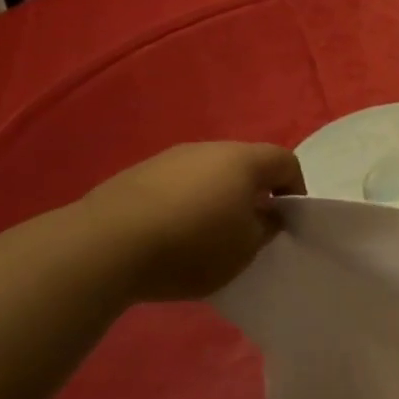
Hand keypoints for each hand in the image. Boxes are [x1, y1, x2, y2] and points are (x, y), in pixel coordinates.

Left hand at [76, 142, 305, 302]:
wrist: (104, 246)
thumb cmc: (191, 246)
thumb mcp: (245, 249)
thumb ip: (266, 228)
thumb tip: (269, 213)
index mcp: (244, 161)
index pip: (285, 161)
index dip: (295, 188)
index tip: (287, 220)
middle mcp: (209, 148)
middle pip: (245, 163)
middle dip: (254, 192)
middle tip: (250, 228)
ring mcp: (169, 158)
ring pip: (208, 172)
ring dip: (216, 196)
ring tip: (206, 234)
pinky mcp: (137, 174)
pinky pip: (176, 184)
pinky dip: (184, 202)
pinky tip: (170, 234)